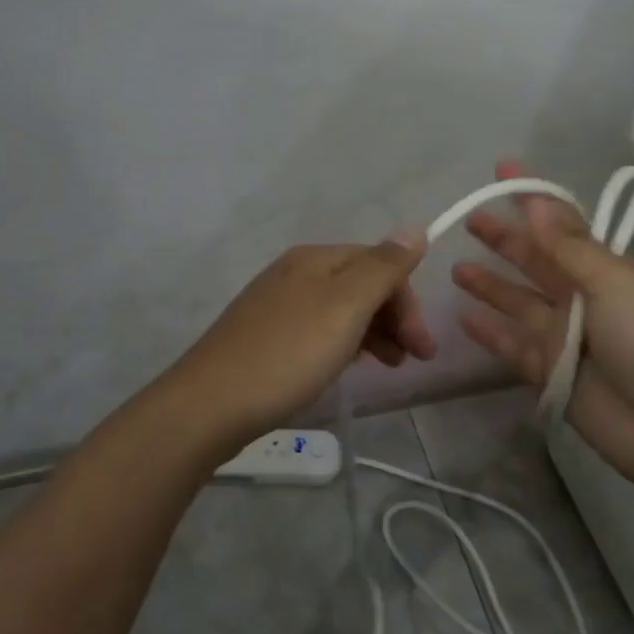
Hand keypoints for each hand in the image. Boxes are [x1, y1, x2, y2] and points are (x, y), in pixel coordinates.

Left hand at [161, 233, 435, 457]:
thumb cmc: (287, 353)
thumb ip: (382, 267)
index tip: (423, 345)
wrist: (210, 405)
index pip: (378, 263)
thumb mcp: (344, 306)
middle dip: (394, 317)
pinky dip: (345, 345)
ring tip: (390, 367)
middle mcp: (295, 273)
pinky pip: (319, 331)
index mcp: (315, 259)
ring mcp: (277, 306)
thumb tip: (414, 228)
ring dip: (374, 333)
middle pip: (360, 285)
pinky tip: (349, 368)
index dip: (407, 299)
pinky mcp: (266, 338)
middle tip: (414, 359)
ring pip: (341, 310)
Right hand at [452, 161, 633, 485]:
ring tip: (456, 268)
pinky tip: (463, 317)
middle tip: (469, 219)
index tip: (502, 170)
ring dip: (490, 284)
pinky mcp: (548, 371)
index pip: (562, 224)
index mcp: (606, 270)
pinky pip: (511, 345)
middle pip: (535, 260)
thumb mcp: (614, 283)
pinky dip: (489, 332)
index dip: (533, 197)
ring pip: (518, 301)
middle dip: (504, 238)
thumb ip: (569, 246)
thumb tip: (537, 202)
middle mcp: (583, 297)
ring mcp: (563, 336)